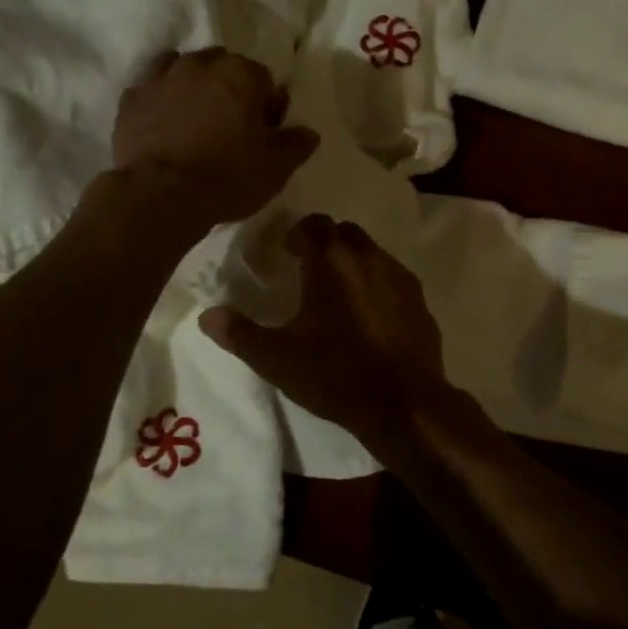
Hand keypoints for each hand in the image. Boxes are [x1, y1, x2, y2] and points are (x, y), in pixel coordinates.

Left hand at [113, 49, 318, 228]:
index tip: (265, 134)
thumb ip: (296, 144)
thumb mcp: (276, 167)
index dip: (268, 107)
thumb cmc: (227, 177)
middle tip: (232, 127)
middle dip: (231, 90)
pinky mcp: (131, 101)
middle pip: (223, 68)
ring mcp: (161, 79)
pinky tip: (164, 126)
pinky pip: (151, 91)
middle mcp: (200, 65)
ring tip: (197, 123)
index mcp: (241, 74)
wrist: (160, 195)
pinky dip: (161, 102)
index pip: (265, 80)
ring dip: (194, 88)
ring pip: (184, 70)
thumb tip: (308, 132)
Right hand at [199, 214, 446, 445]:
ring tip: (339, 295)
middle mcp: (368, 258)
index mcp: (330, 262)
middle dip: (326, 243)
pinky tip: (371, 315)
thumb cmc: (334, 375)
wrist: (403, 404)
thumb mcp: (277, 359)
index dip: (296, 234)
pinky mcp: (420, 300)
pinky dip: (378, 285)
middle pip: (344, 232)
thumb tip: (207, 315)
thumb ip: (240, 333)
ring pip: (372, 253)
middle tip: (309, 271)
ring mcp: (399, 277)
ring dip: (353, 263)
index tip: (285, 254)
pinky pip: (393, 278)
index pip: (312, 225)